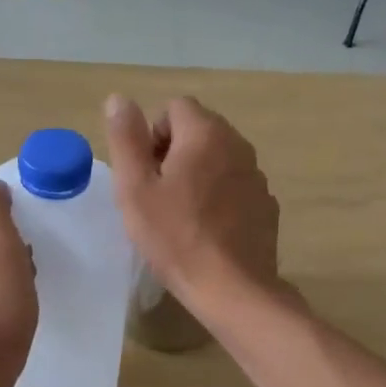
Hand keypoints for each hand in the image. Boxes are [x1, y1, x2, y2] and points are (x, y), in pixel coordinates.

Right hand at [104, 93, 281, 309]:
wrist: (232, 288)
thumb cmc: (175, 237)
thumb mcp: (135, 189)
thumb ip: (126, 139)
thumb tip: (119, 98)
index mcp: (205, 134)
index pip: (175, 107)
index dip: (152, 136)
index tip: (145, 174)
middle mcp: (238, 144)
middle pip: (199, 130)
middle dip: (174, 153)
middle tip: (157, 195)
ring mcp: (257, 175)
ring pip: (218, 159)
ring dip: (198, 174)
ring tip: (181, 215)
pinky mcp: (266, 204)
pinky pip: (235, 186)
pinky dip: (219, 197)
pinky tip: (208, 230)